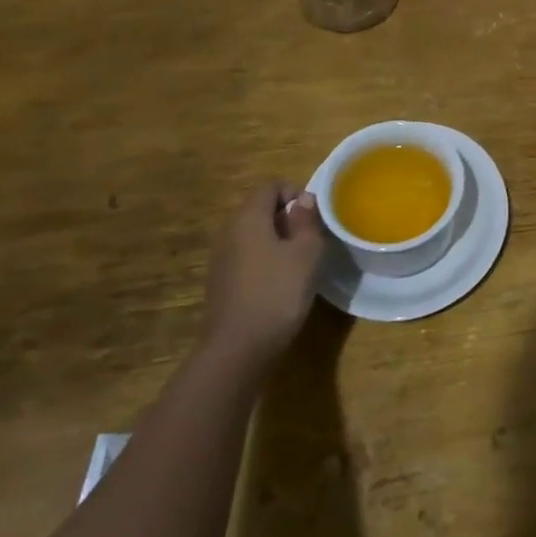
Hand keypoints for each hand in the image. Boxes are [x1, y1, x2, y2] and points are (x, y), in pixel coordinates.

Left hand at [200, 181, 325, 371]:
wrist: (238, 350)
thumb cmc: (277, 292)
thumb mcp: (306, 253)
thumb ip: (307, 220)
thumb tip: (303, 199)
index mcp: (248, 218)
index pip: (270, 186)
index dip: (295, 192)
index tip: (314, 216)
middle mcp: (229, 232)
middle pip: (260, 208)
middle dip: (287, 217)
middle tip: (311, 238)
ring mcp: (221, 259)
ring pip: (253, 234)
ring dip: (277, 239)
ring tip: (299, 261)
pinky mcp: (221, 283)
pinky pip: (246, 256)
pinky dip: (265, 259)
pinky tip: (280, 283)